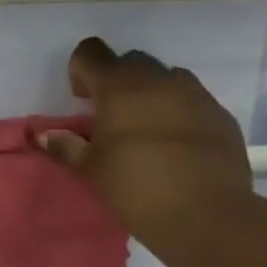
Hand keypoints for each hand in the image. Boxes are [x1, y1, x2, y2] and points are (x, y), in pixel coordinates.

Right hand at [38, 37, 254, 251]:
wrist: (207, 214)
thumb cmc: (136, 187)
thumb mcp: (91, 169)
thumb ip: (66, 146)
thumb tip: (46, 135)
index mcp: (119, 87)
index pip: (91, 52)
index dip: (81, 70)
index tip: (82, 100)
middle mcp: (158, 79)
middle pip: (129, 61)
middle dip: (116, 81)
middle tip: (111, 117)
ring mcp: (194, 93)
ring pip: (164, 78)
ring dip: (149, 93)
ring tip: (145, 129)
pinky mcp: (220, 113)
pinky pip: (191, 99)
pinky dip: (177, 111)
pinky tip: (175, 145)